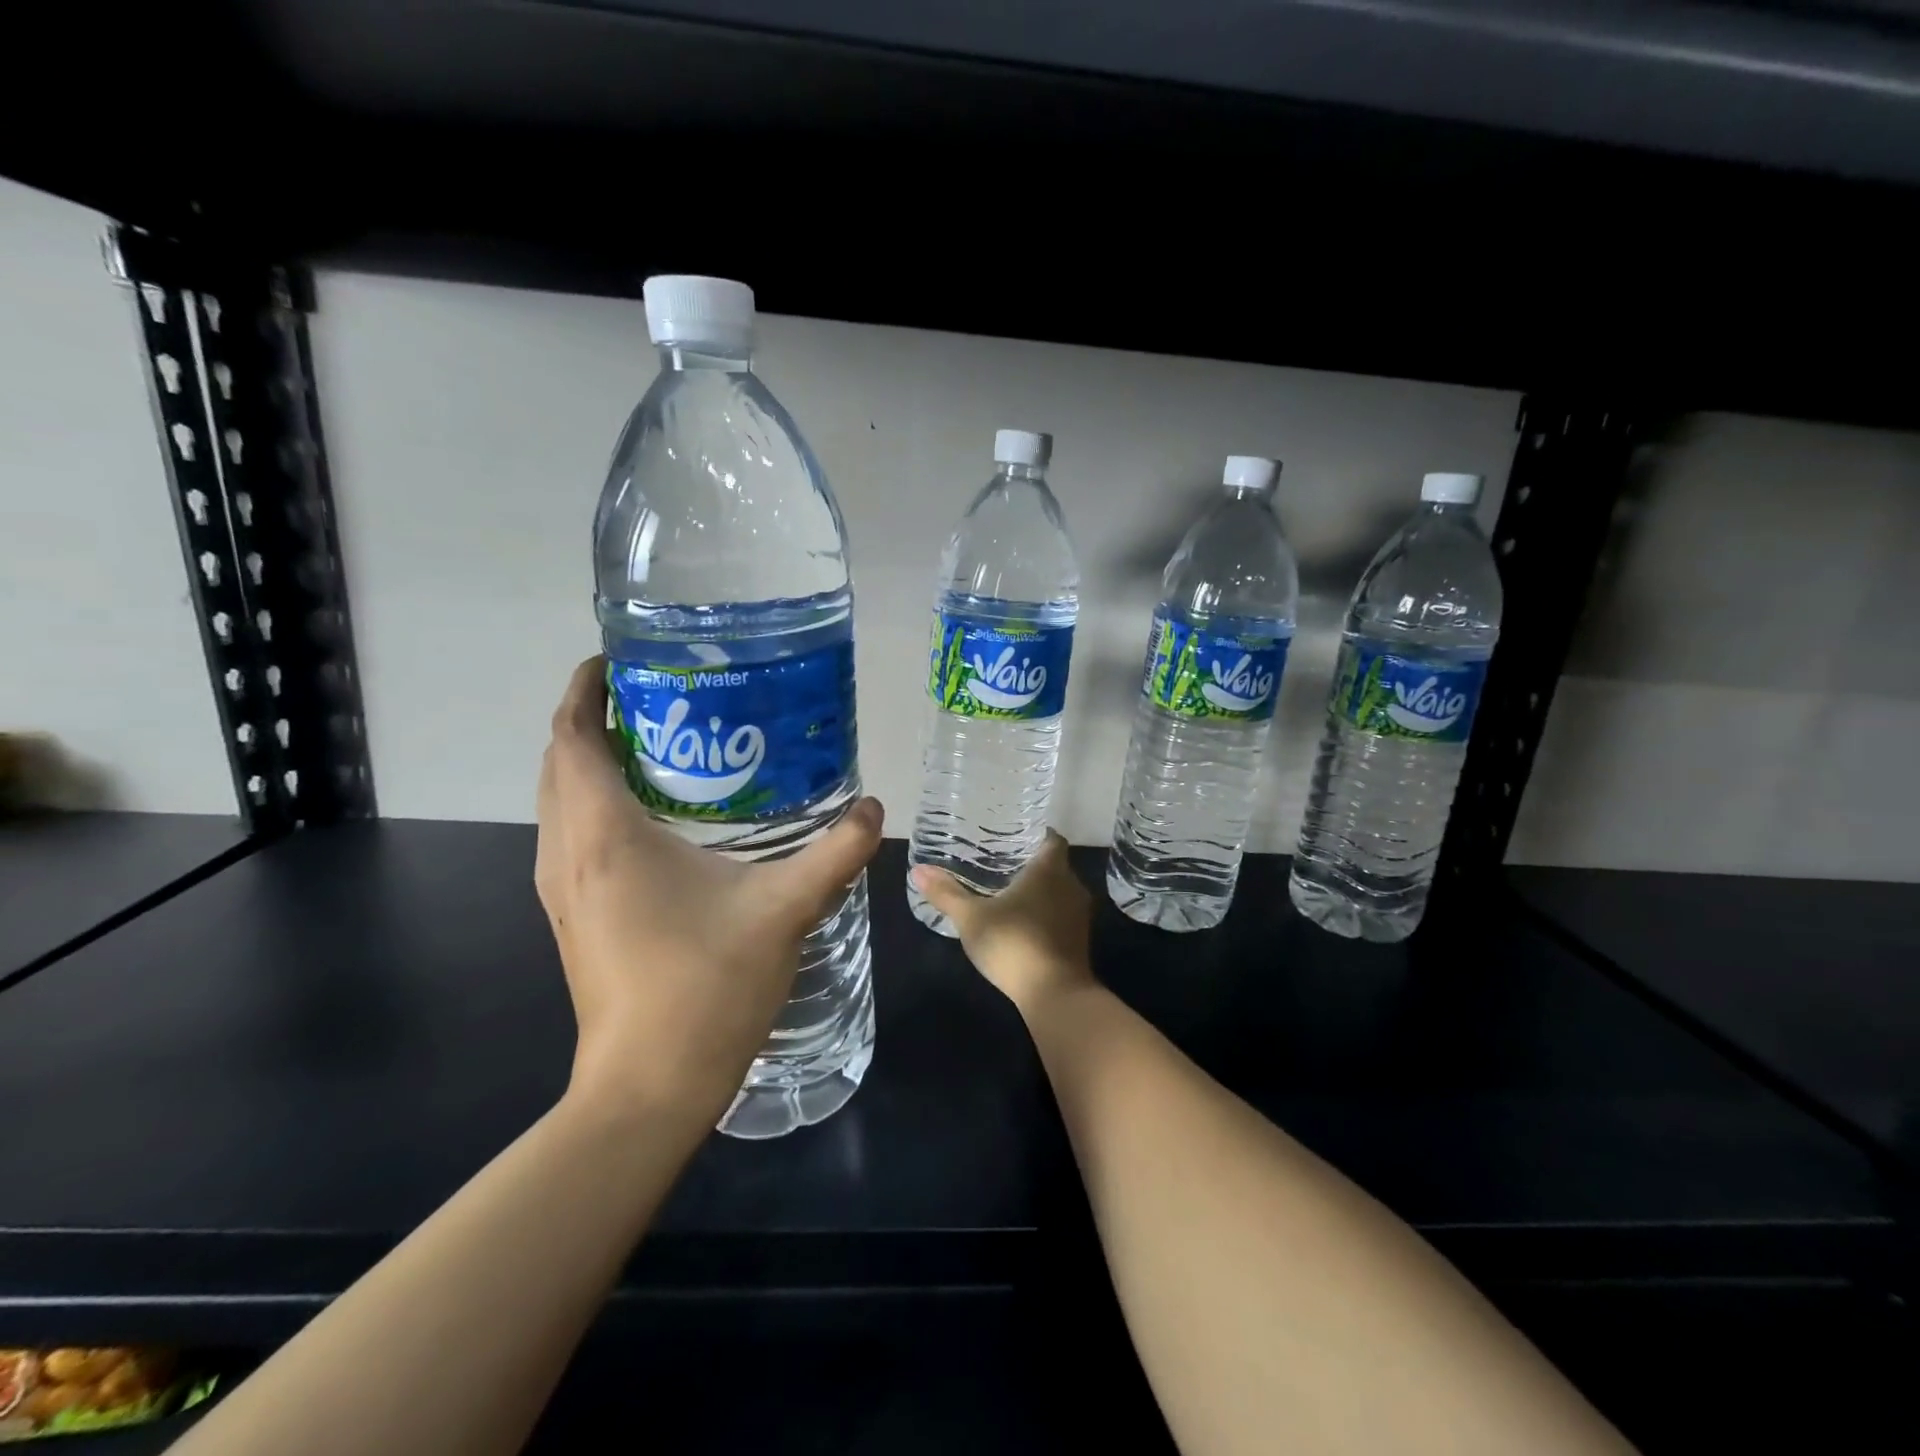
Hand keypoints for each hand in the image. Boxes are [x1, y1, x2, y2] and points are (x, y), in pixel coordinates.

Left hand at [536, 657, 882, 1129]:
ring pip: (560, 801)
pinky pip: (570, 835)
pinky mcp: (572, 917)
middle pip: (559, 762)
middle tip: (659, 697)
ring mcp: (561, 889)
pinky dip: (595, 803)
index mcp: (604, 836)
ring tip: (659, 744)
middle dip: (594, 718)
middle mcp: (566, 852)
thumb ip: (836, 853)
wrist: (647, 1088)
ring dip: (591, 762)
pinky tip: (655, 818)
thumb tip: (873, 807)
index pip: (572, 737)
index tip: (620, 659)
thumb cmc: (706, 987)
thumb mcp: (784, 910)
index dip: (585, 689)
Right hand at [910, 831, 1093, 1015]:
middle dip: (1032, 864)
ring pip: (1060, 892)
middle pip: (1055, 865)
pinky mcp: (1080, 941)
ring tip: (1009, 893)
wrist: (1056, 995)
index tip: (1013, 837)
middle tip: (1002, 864)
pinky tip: (1023, 924)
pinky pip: (1063, 915)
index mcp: (1050, 869)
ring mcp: (1080, 915)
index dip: (1036, 835)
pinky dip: (1047, 914)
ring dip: (1041, 892)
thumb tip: (918, 870)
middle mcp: (1071, 885)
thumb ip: (946, 893)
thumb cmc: (1014, 944)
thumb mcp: (972, 918)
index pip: (1052, 839)